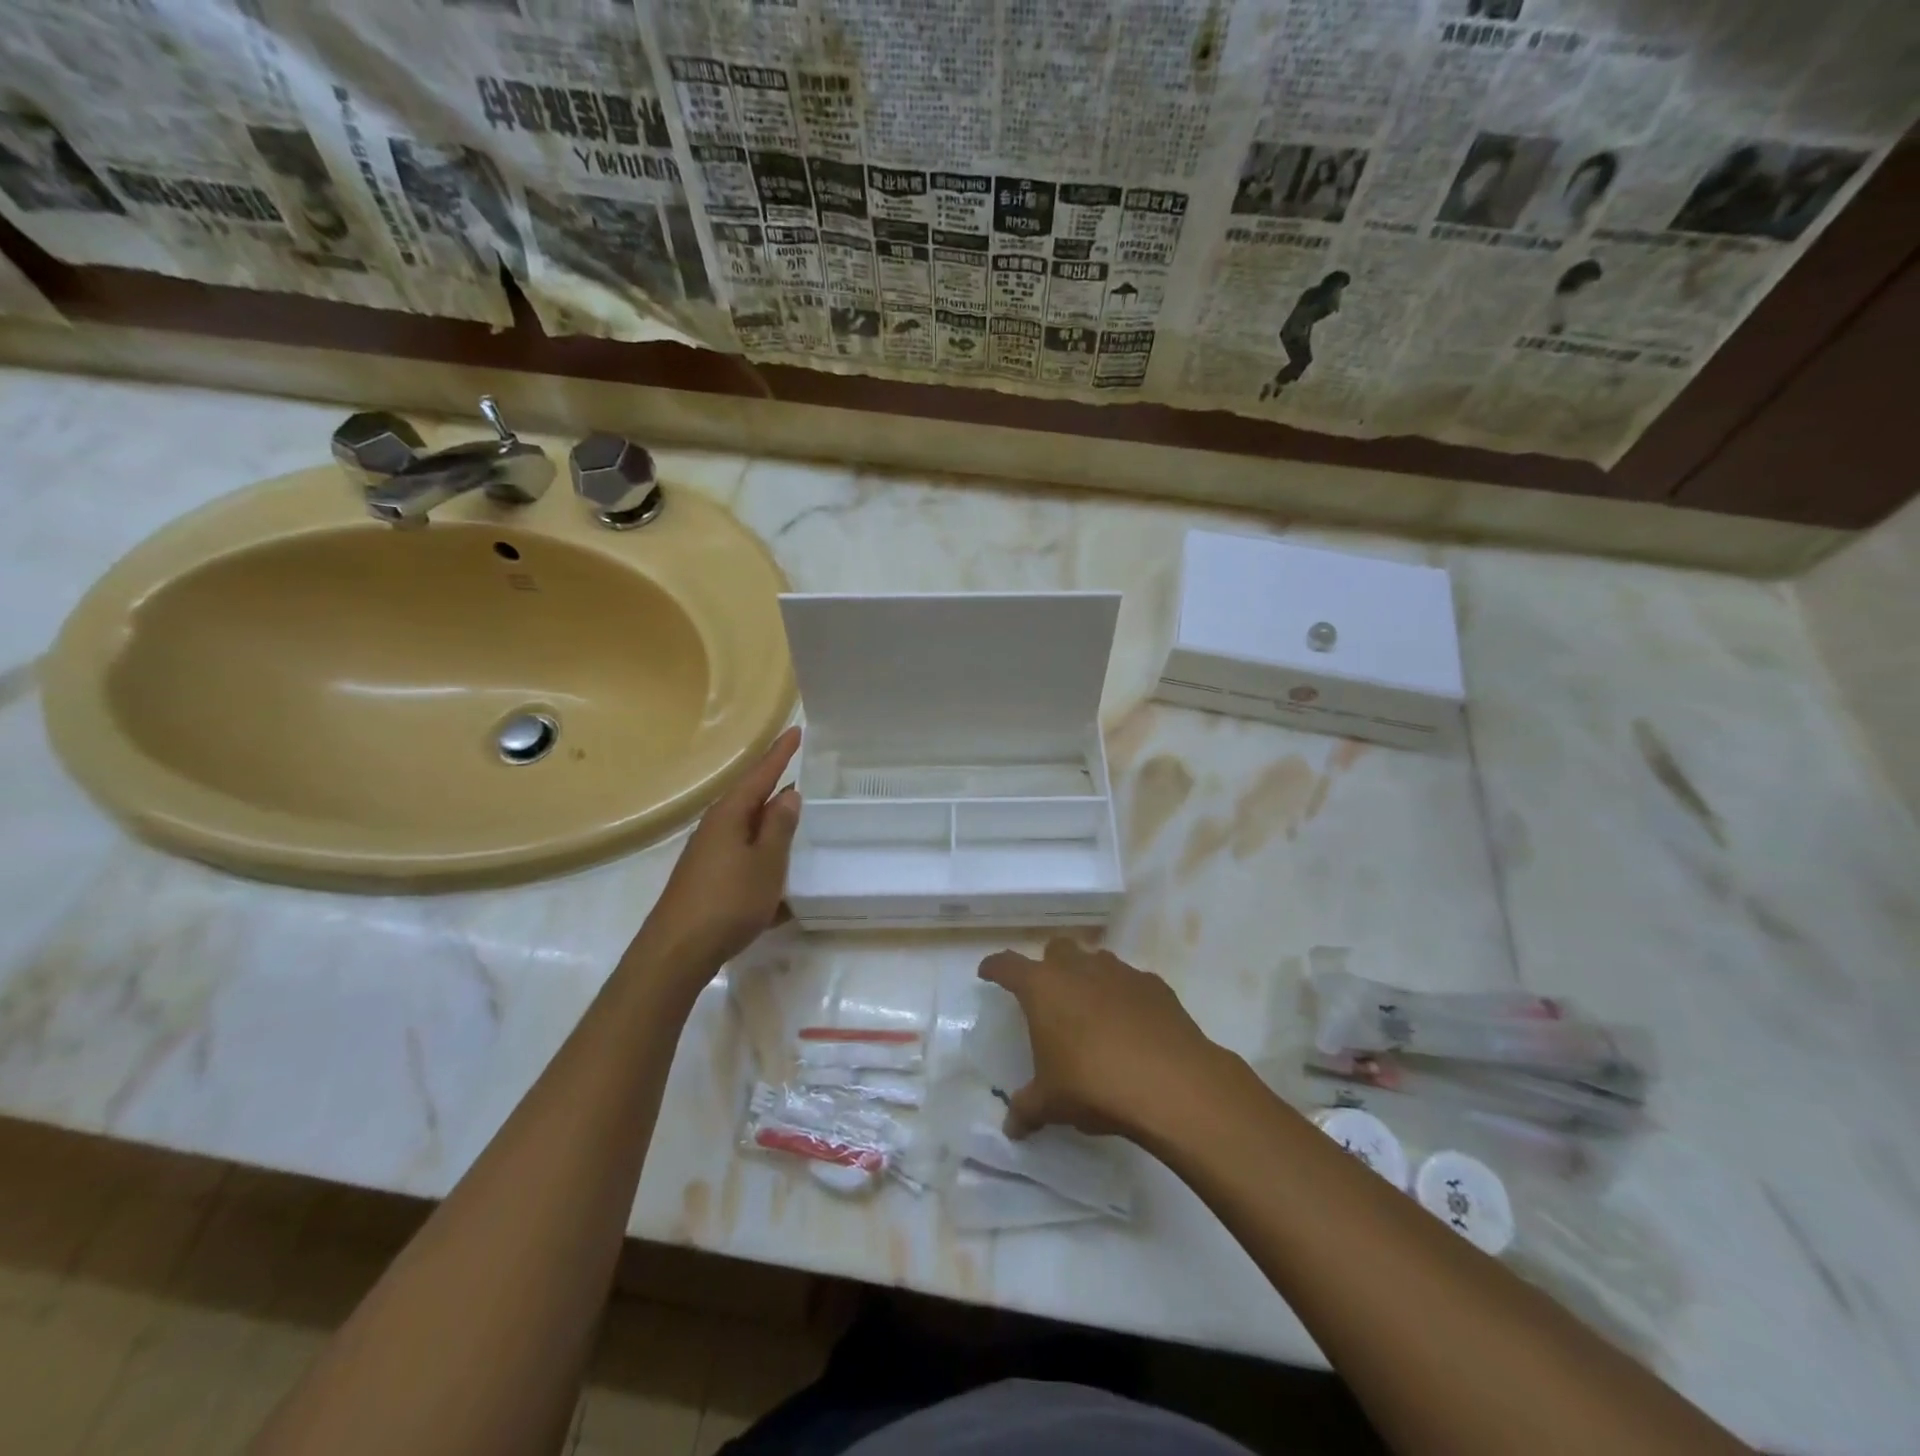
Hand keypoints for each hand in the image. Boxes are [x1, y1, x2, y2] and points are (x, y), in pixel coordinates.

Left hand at [631, 726, 801, 987]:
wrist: (677, 951)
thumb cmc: (728, 901)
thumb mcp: (766, 863)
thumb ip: (779, 827)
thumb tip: (788, 794)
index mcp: (730, 815)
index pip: (760, 774)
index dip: (780, 754)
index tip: (796, 731)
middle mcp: (715, 827)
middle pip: (750, 798)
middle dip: (774, 784)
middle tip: (801, 770)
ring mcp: (708, 853)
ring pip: (746, 827)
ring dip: (770, 821)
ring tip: (795, 816)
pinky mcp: (707, 877)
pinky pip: (742, 853)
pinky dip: (762, 853)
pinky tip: (776, 869)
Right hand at [977, 939, 1227, 1142]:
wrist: (1171, 1083)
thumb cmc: (1094, 1084)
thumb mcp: (1052, 1103)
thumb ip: (1027, 1109)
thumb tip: (1011, 1127)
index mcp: (1043, 987)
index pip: (1008, 965)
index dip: (995, 968)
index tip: (988, 972)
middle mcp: (1079, 968)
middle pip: (1056, 949)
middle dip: (1049, 966)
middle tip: (1048, 994)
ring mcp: (1120, 972)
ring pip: (1096, 960)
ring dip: (1088, 978)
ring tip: (1091, 1011)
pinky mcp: (1155, 985)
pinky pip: (1132, 982)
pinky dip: (1125, 996)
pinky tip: (1131, 1025)